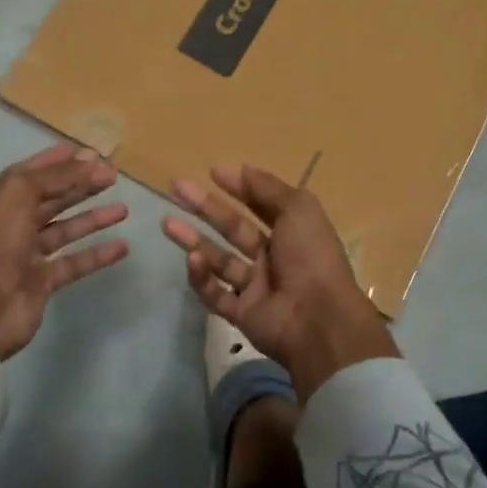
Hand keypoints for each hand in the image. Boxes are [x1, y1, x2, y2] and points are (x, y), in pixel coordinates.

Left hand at [0, 144, 129, 359]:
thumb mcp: (18, 194)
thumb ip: (56, 176)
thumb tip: (91, 161)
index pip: (33, 172)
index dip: (60, 161)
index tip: (91, 152)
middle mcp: (11, 223)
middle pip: (52, 198)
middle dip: (81, 185)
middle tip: (114, 175)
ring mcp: (27, 254)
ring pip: (65, 230)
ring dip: (93, 218)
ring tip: (123, 209)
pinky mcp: (42, 281)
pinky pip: (75, 263)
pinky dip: (97, 255)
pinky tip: (122, 247)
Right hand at [162, 165, 397, 400]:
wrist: (319, 319)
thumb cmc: (311, 256)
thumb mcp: (298, 209)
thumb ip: (267, 188)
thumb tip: (239, 168)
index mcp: (293, 232)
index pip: (261, 205)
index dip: (239, 187)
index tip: (212, 172)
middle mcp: (274, 257)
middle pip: (234, 229)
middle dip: (206, 208)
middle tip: (177, 188)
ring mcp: (257, 287)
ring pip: (219, 260)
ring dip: (193, 241)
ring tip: (167, 223)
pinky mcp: (242, 314)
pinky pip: (216, 293)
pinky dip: (202, 277)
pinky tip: (191, 259)